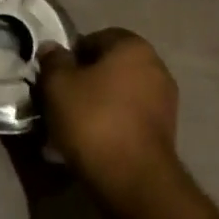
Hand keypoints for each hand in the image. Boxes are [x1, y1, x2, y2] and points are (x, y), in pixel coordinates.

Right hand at [37, 29, 179, 207]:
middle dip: (85, 82)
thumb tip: (52, 49)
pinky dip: (113, 125)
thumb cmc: (94, 120)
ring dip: (99, 105)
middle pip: (109, 67)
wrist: (133, 180)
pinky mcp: (166, 132)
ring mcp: (165, 100)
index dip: (71, 57)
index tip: (54, 79)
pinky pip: (130, 118)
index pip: (95, 39)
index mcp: (133, 46)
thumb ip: (53, 61)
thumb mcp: (58, 85)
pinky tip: (93, 144)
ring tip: (73, 128)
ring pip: (120, 95)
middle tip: (61, 103)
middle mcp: (155, 66)